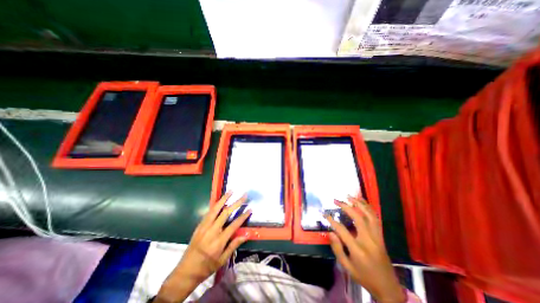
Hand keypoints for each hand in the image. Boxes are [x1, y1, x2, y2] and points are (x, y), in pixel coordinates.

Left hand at [154, 192, 249, 301]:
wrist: (185, 272)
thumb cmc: (206, 267)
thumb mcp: (222, 260)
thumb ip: (234, 245)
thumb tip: (246, 235)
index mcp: (219, 241)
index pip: (234, 225)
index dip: (243, 216)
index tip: (250, 209)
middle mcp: (212, 231)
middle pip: (226, 213)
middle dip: (236, 203)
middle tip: (243, 196)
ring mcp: (204, 227)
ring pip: (215, 209)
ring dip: (224, 199)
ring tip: (231, 191)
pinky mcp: (199, 226)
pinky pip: (208, 212)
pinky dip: (215, 205)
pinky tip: (220, 200)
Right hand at [325, 197, 404, 301]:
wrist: (388, 288)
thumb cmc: (365, 277)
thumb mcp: (347, 267)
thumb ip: (337, 249)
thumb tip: (330, 232)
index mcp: (358, 250)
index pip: (342, 230)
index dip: (332, 221)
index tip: (325, 214)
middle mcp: (369, 240)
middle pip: (358, 218)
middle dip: (346, 207)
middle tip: (336, 200)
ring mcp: (377, 237)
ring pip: (369, 216)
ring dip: (359, 204)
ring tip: (350, 196)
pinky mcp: (381, 236)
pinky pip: (376, 219)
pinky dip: (369, 208)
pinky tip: (362, 202)